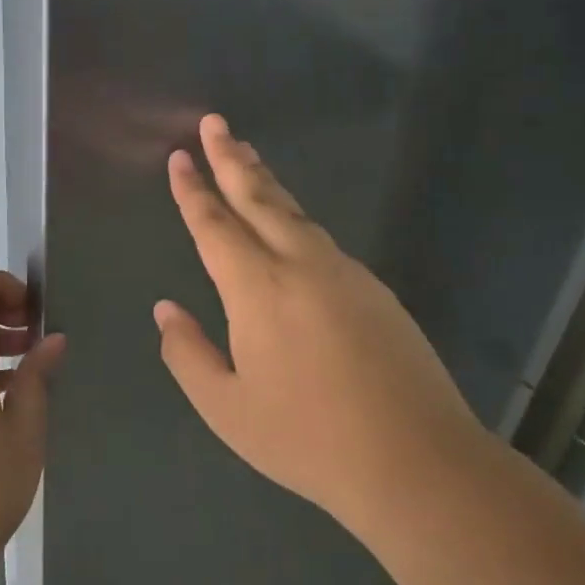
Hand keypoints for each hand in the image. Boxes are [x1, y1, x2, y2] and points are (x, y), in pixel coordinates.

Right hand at [154, 113, 482, 542]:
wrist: (417, 461)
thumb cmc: (308, 439)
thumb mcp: (228, 409)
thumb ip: (188, 354)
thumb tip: (166, 310)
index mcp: (257, 289)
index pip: (215, 225)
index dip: (193, 190)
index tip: (180, 155)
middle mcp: (300, 265)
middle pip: (259, 198)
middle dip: (232, 158)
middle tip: (215, 122)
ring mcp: (344, 272)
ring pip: (295, 212)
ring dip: (265, 181)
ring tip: (247, 157)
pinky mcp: (375, 289)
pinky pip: (321, 237)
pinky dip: (295, 216)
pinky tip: (290, 224)